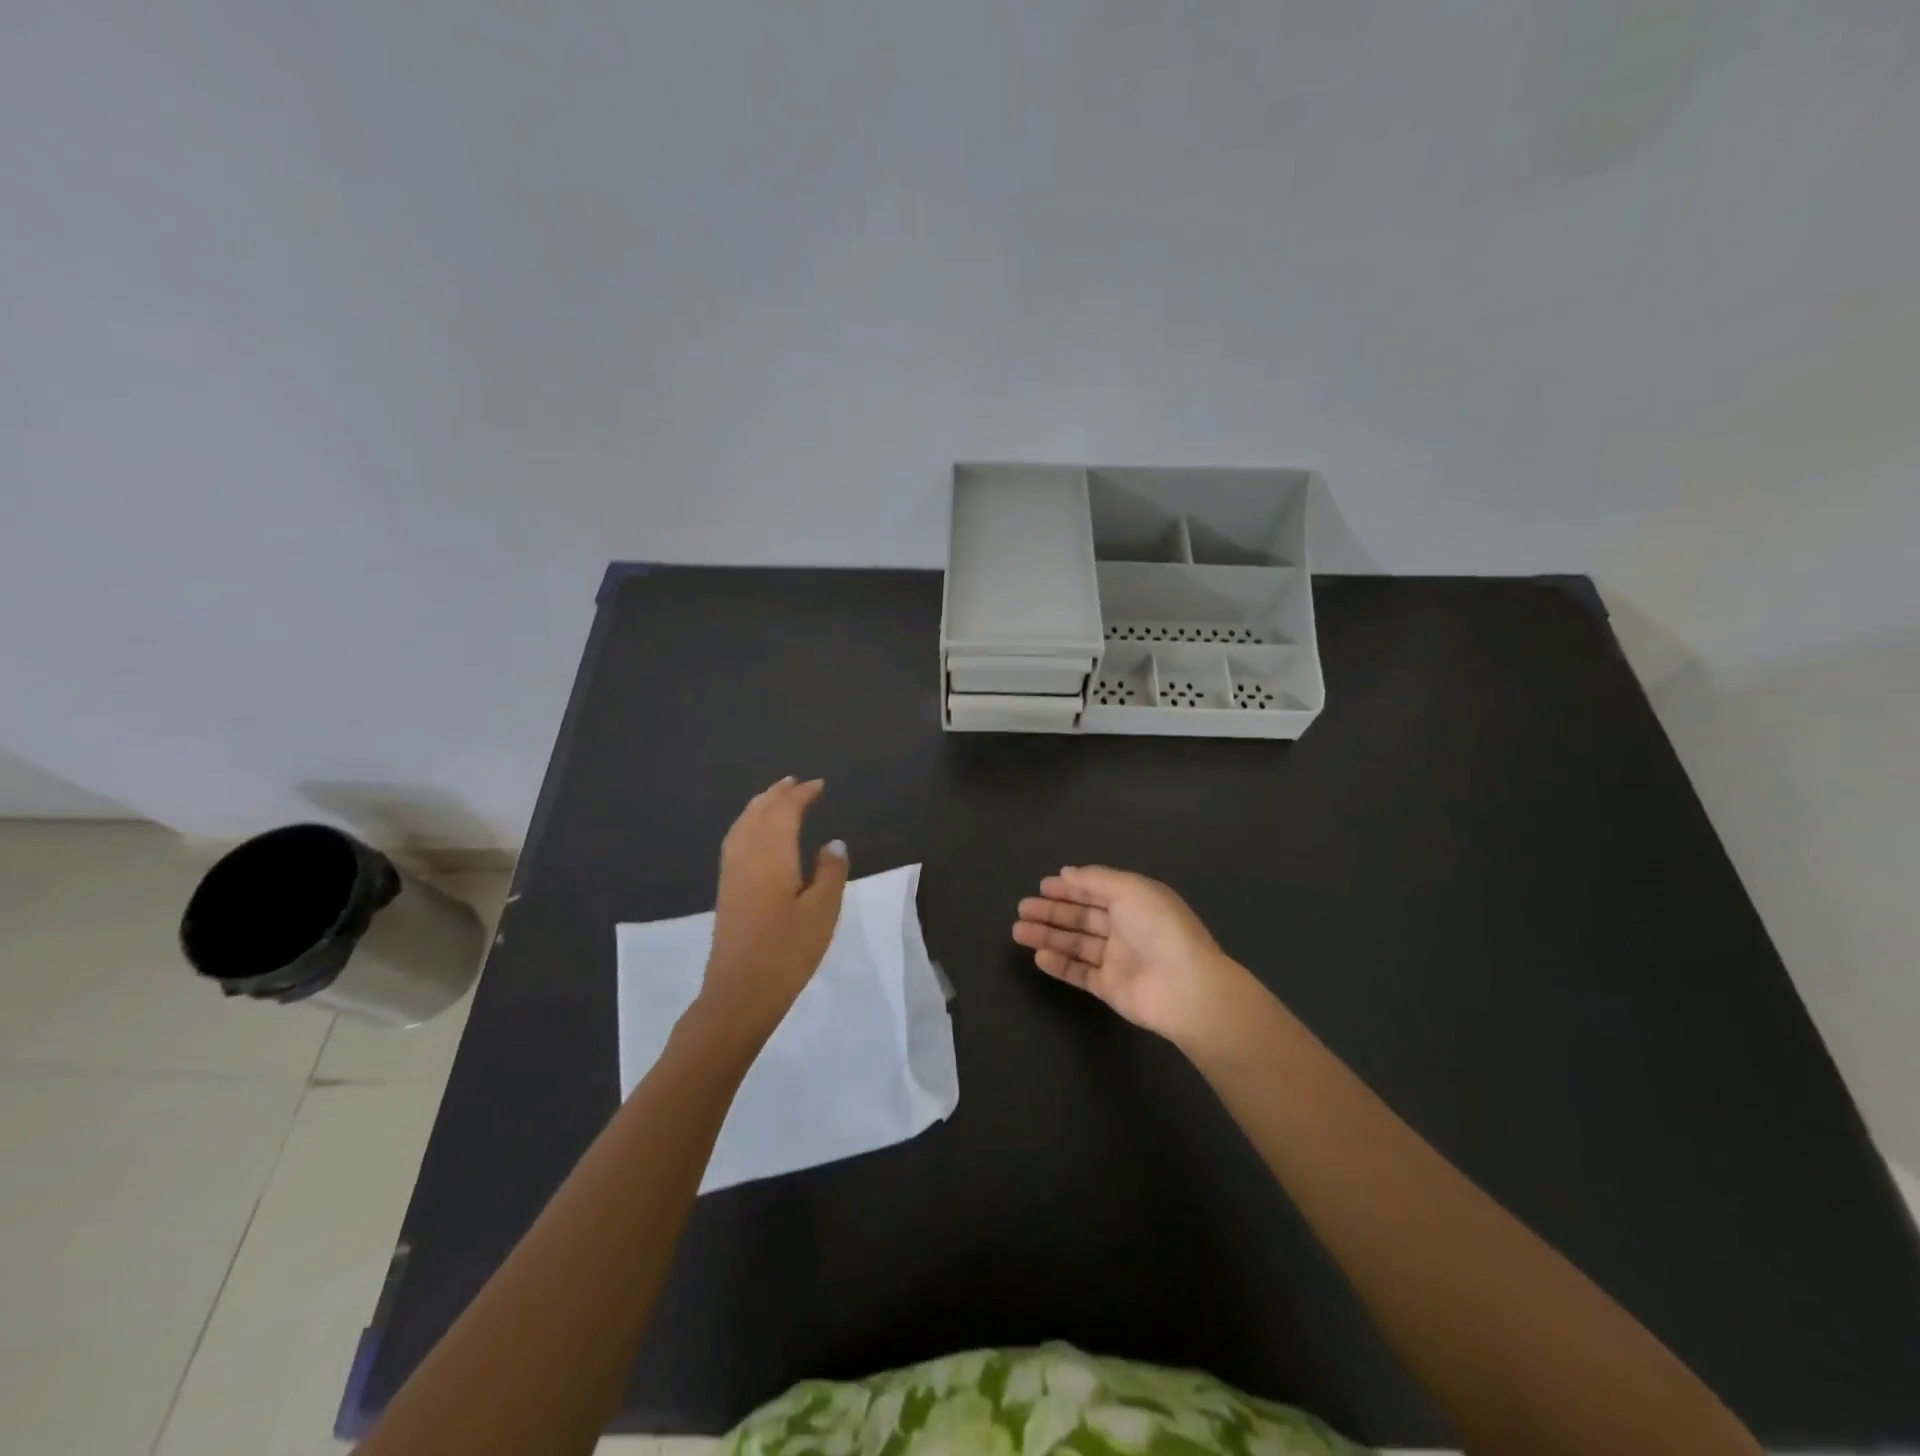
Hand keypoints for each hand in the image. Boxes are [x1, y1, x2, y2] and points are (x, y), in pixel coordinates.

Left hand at [701, 777, 848, 1040]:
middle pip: (759, 813)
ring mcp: (732, 873)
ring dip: (759, 807)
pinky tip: (754, 835)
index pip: (785, 812)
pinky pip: (736, 841)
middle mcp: (747, 856)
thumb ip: (830, 872)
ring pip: (743, 826)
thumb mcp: (822, 911)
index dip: (801, 795)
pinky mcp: (726, 891)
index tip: (819, 785)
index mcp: (772, 854)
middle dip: (777, 795)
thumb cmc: (787, 951)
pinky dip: (747, 825)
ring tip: (774, 798)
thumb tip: (833, 842)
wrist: (739, 993)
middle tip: (795, 782)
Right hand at [1013, 865, 1250, 1048]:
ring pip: (1076, 944)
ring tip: (1019, 931)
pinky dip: (1060, 964)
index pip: (1096, 891)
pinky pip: (1080, 973)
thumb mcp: (1129, 889)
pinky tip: (1039, 956)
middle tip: (1022, 909)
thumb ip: (1095, 879)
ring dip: (1048, 936)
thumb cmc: (1158, 929)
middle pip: (1082, 917)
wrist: (1185, 988)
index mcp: (1134, 901)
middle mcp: (1125, 928)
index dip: (1069, 887)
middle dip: (1052, 911)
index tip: (1042, 886)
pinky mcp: (1109, 987)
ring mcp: (1117, 959)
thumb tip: (1067, 872)